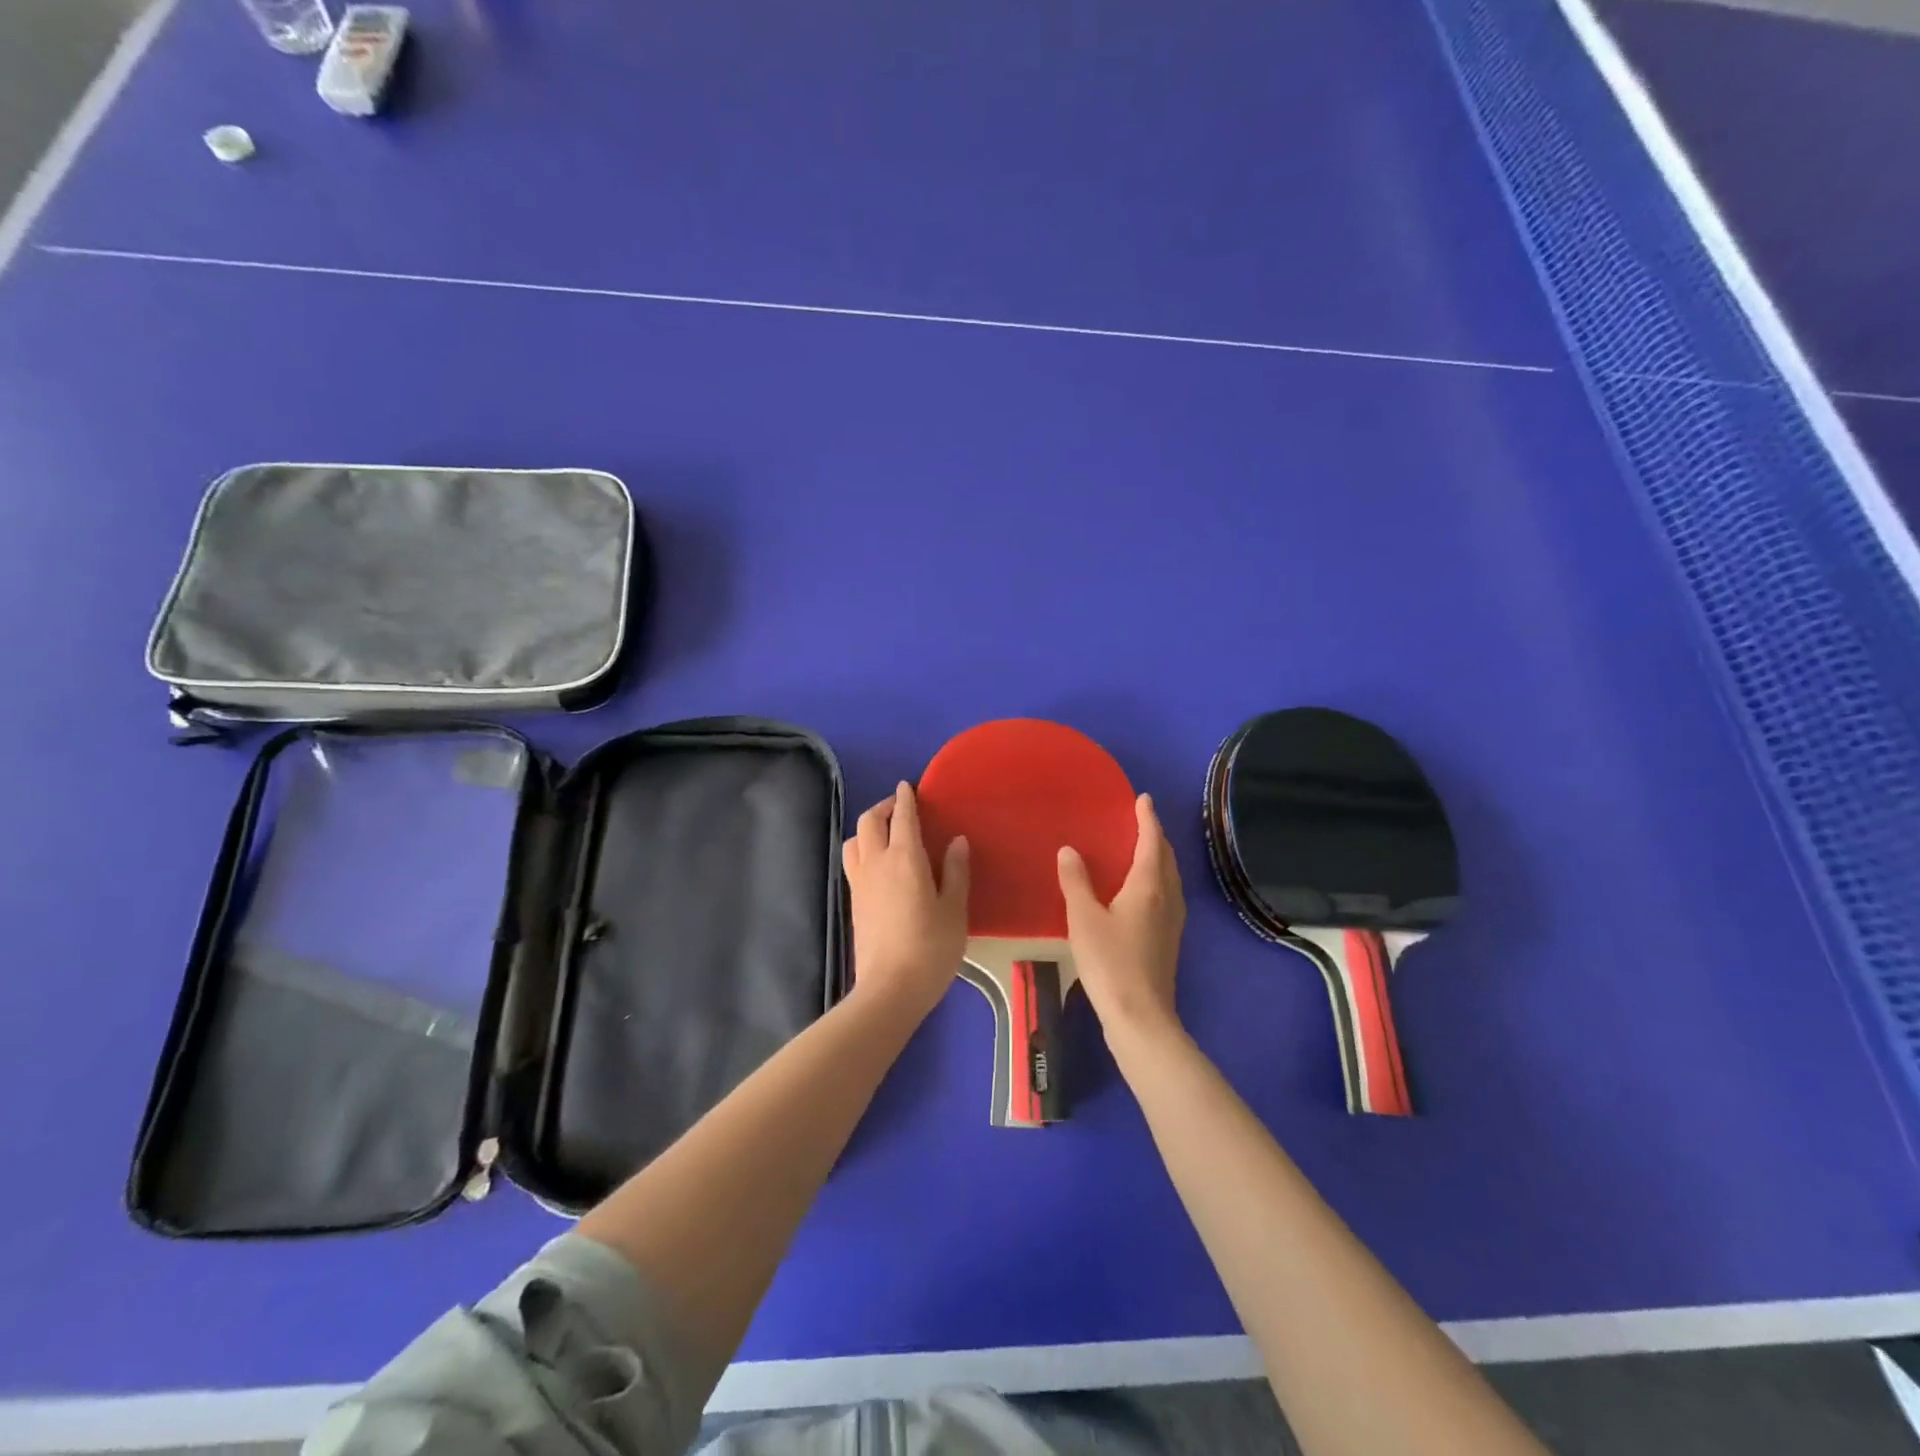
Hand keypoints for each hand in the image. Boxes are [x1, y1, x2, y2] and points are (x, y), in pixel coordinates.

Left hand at [843, 782, 969, 1018]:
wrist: (890, 988)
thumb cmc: (931, 947)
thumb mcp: (954, 909)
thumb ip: (955, 871)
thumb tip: (956, 841)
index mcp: (904, 858)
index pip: (902, 817)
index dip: (905, 798)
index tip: (908, 786)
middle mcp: (876, 863)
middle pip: (869, 822)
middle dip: (883, 807)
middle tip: (899, 807)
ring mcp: (860, 883)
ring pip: (855, 841)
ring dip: (868, 828)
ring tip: (885, 833)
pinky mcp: (853, 902)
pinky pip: (853, 861)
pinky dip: (862, 849)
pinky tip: (878, 863)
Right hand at [1058, 794, 1185, 1036]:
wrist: (1140, 1016)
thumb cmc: (1110, 962)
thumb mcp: (1084, 919)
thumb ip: (1076, 882)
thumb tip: (1069, 850)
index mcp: (1149, 887)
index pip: (1152, 843)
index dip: (1147, 820)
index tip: (1143, 799)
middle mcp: (1167, 899)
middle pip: (1167, 859)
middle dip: (1156, 837)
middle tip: (1141, 821)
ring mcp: (1171, 922)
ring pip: (1170, 878)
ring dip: (1159, 858)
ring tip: (1141, 850)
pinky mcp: (1168, 940)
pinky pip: (1167, 895)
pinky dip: (1157, 880)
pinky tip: (1141, 892)